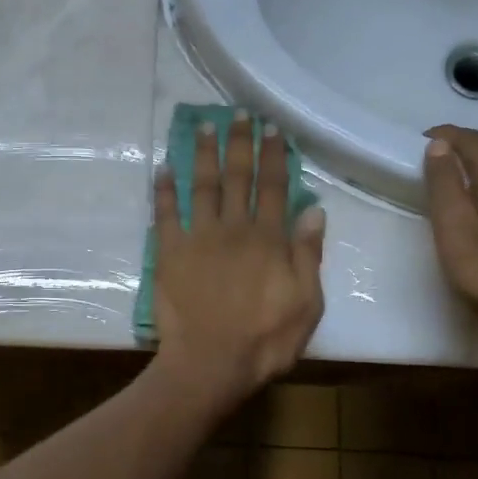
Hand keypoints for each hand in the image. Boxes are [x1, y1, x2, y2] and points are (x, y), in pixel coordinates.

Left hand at [153, 114, 325, 400]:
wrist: (210, 363)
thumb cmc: (265, 340)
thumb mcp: (307, 304)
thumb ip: (308, 256)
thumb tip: (314, 212)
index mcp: (269, 239)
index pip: (274, 187)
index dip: (273, 156)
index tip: (272, 128)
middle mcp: (234, 228)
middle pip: (237, 177)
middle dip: (239, 143)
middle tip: (239, 114)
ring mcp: (198, 237)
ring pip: (202, 186)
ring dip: (203, 154)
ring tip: (204, 126)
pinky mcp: (169, 252)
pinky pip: (165, 213)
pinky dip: (163, 190)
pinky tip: (162, 168)